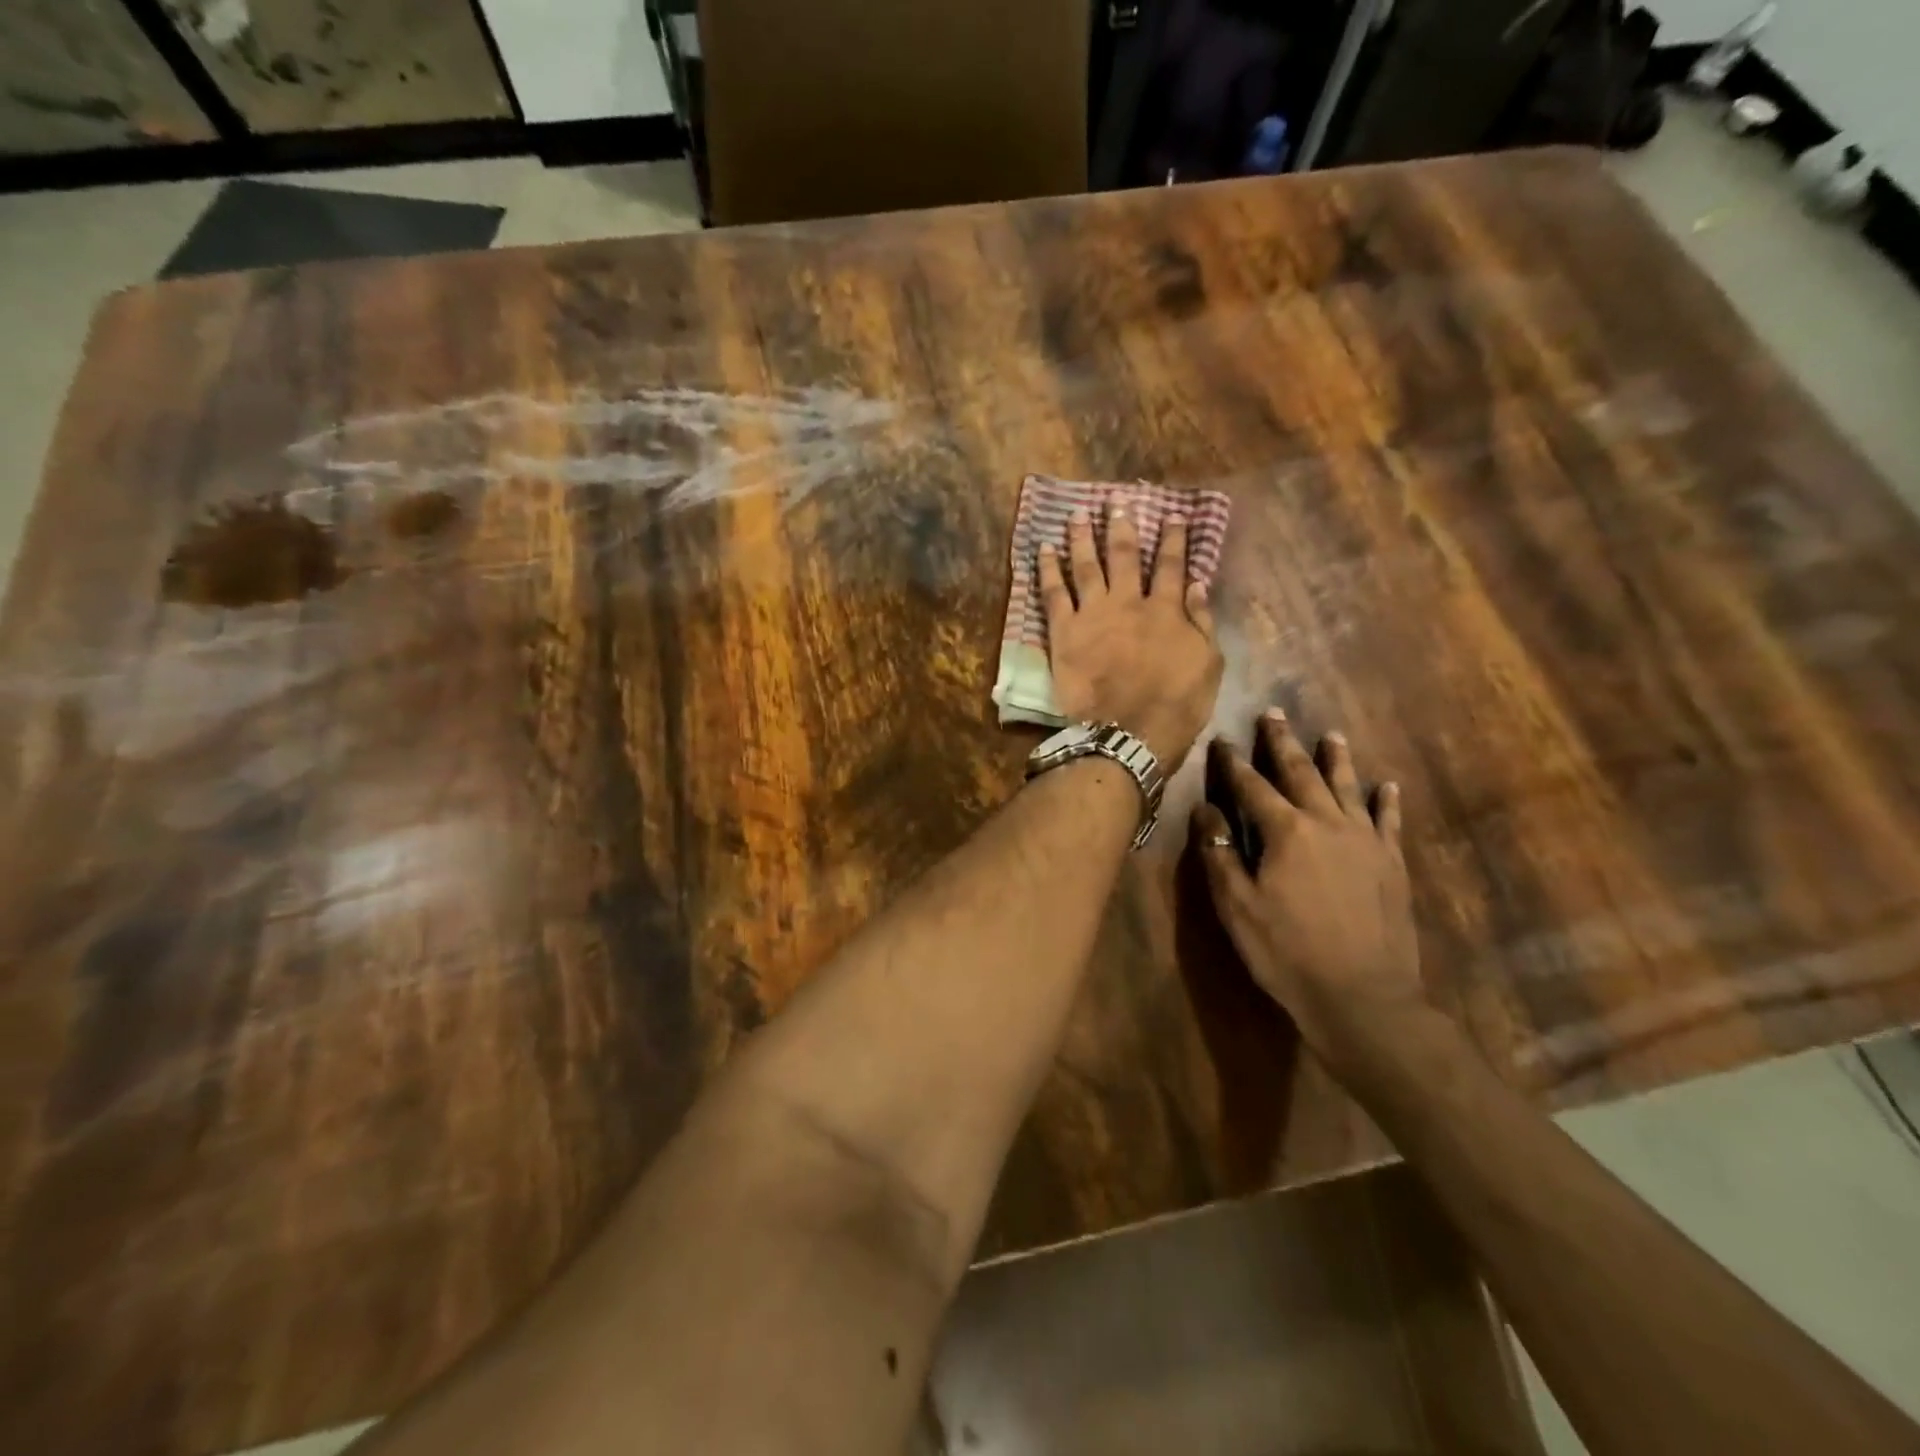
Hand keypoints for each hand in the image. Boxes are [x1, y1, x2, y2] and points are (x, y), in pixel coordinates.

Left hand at [1039, 501, 1222, 770]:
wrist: (1129, 732)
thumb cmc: (1176, 705)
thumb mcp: (1208, 665)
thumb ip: (1202, 622)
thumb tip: (1199, 585)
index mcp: (1167, 611)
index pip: (1172, 567)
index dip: (1173, 540)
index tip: (1172, 517)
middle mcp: (1129, 602)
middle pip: (1125, 557)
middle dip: (1122, 527)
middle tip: (1116, 503)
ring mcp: (1094, 614)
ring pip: (1087, 565)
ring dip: (1082, 537)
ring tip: (1077, 514)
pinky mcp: (1064, 632)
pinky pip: (1053, 593)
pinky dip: (1048, 569)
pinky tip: (1043, 549)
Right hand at [1191, 710, 1423, 1056]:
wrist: (1361, 996)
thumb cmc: (1286, 951)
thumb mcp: (1237, 905)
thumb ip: (1220, 853)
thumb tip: (1206, 809)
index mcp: (1286, 831)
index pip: (1252, 786)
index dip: (1233, 763)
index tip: (1221, 741)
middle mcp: (1327, 823)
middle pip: (1301, 773)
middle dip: (1283, 743)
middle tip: (1273, 714)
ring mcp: (1366, 841)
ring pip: (1348, 787)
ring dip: (1336, 758)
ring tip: (1331, 734)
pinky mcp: (1392, 863)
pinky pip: (1389, 821)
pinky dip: (1386, 800)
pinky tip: (1387, 786)